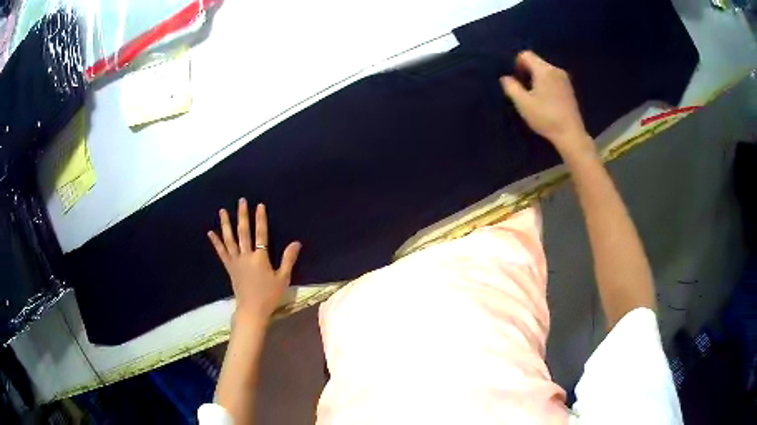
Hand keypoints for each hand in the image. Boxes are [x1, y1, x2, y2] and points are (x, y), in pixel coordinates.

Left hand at [208, 199, 300, 325]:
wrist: (252, 310)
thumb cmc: (269, 295)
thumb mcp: (283, 278)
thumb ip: (288, 259)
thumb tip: (296, 242)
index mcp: (260, 258)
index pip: (261, 234)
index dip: (260, 219)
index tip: (259, 205)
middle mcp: (246, 256)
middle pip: (244, 232)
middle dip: (243, 215)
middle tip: (241, 201)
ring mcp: (235, 261)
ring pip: (230, 239)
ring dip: (226, 224)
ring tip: (222, 211)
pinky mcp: (229, 268)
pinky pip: (221, 252)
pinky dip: (216, 242)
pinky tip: (210, 233)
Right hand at [500, 51, 594, 160]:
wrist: (570, 134)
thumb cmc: (545, 117)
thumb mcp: (523, 104)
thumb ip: (511, 87)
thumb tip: (505, 78)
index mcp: (544, 70)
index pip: (526, 54)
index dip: (517, 63)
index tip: (516, 80)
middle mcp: (555, 70)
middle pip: (536, 61)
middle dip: (527, 71)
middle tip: (523, 90)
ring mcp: (565, 79)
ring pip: (545, 70)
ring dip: (537, 78)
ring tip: (534, 96)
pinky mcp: (569, 89)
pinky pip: (553, 78)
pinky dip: (547, 84)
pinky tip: (546, 100)